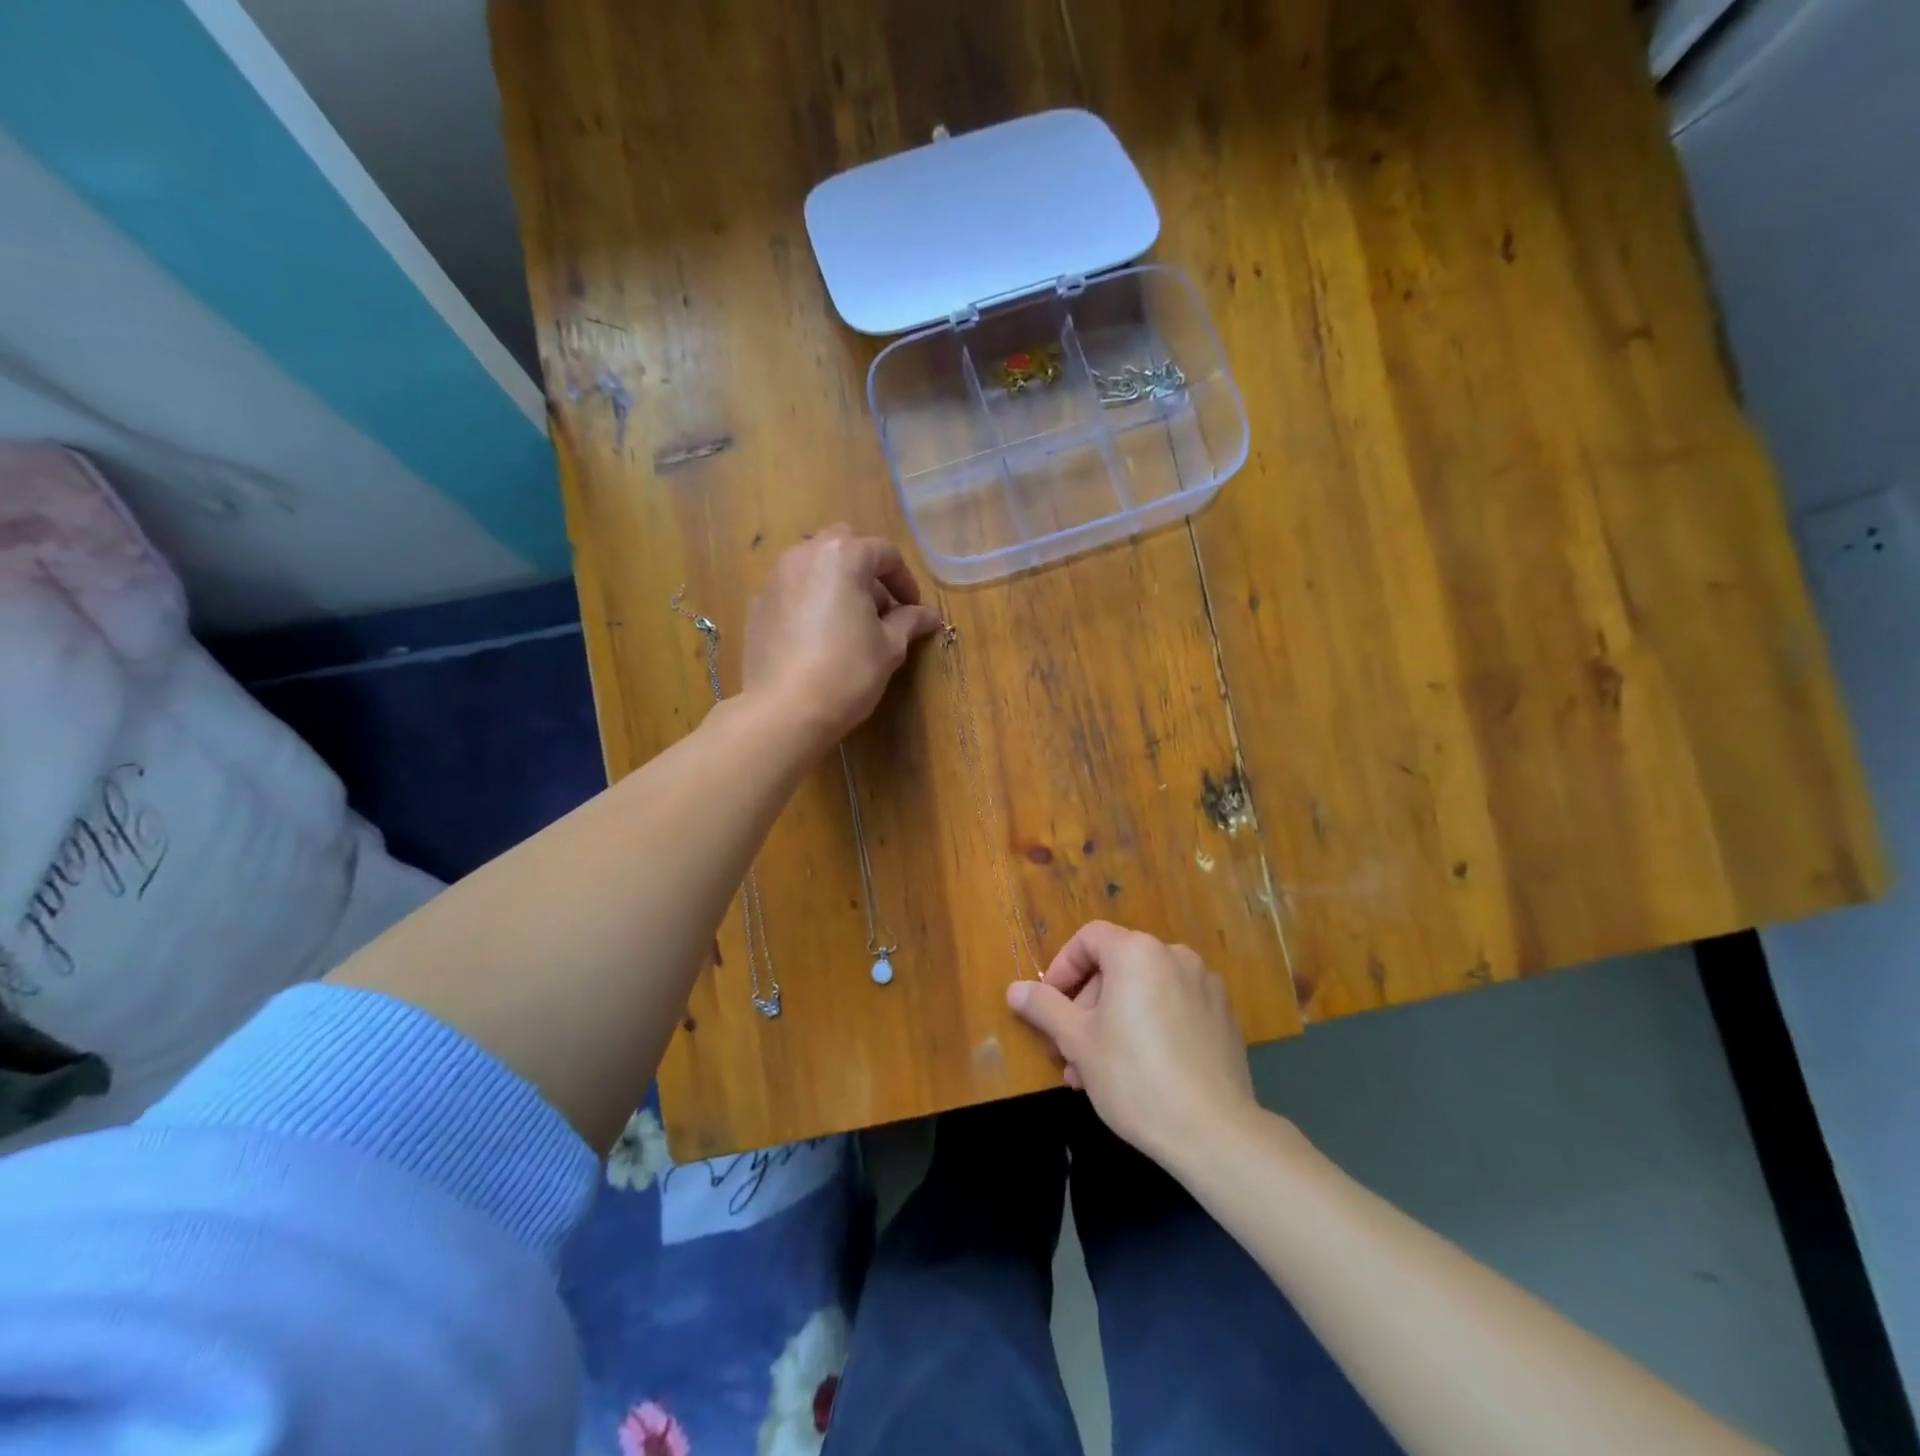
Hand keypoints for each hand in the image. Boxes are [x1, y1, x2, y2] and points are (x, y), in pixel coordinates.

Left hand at [742, 526, 942, 745]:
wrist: (784, 710)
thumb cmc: (847, 672)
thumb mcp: (889, 647)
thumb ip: (908, 622)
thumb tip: (927, 616)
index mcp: (843, 557)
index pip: (885, 554)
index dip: (905, 580)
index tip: (913, 609)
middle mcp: (804, 555)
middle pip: (844, 547)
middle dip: (866, 571)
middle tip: (880, 609)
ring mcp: (775, 579)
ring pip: (813, 566)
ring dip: (836, 583)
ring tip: (849, 622)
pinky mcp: (757, 605)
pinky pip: (792, 591)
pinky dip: (810, 601)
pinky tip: (818, 637)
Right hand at [1007, 920, 1257, 1163]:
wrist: (1214, 1131)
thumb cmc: (1134, 1077)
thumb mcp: (1077, 1041)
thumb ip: (1044, 1007)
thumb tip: (1014, 989)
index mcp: (1137, 952)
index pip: (1089, 938)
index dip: (1063, 968)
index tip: (1050, 1006)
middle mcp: (1175, 955)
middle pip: (1117, 965)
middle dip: (1088, 1003)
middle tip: (1072, 1048)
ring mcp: (1205, 985)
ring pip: (1144, 990)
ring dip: (1115, 1018)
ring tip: (1100, 1068)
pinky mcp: (1224, 1015)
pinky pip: (1174, 1006)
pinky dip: (1151, 1024)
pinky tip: (1143, 1069)